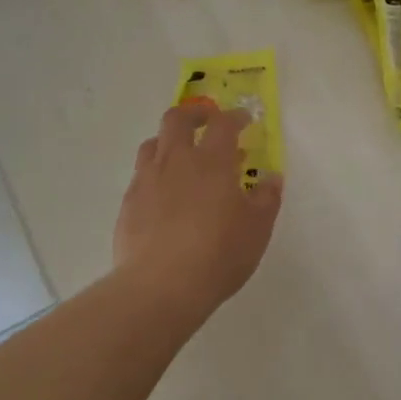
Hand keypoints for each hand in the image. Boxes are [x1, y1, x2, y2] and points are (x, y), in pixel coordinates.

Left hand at [114, 103, 282, 316]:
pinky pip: (141, 175)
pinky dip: (155, 173)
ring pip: (153, 144)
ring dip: (169, 141)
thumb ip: (266, 198)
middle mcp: (176, 161)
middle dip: (194, 114)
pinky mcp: (129, 203)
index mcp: (212, 161)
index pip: (223, 124)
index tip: (244, 120)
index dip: (235, 117)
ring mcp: (147, 180)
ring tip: (182, 156)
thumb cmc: (218, 254)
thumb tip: (271, 178)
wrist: (160, 286)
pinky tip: (164, 195)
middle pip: (177, 119)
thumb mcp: (257, 228)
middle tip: (208, 122)